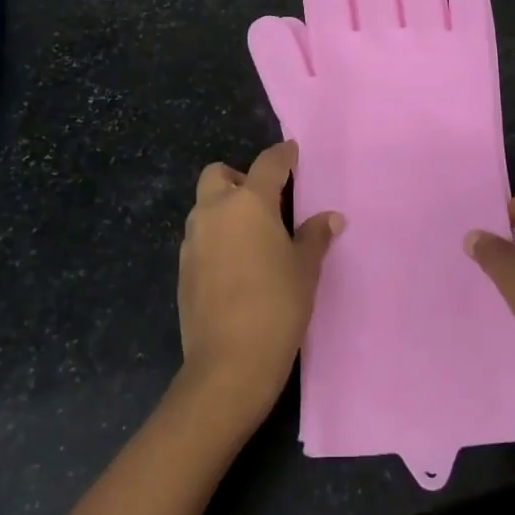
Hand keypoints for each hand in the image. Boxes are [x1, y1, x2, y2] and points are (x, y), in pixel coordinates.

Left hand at [177, 140, 342, 427]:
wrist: (229, 363)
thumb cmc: (277, 306)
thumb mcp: (305, 269)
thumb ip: (315, 237)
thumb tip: (331, 218)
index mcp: (249, 203)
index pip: (268, 164)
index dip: (283, 155)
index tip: (292, 152)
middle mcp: (215, 212)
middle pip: (220, 175)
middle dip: (240, 178)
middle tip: (266, 201)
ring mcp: (194, 240)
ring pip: (205, 206)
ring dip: (225, 208)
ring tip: (253, 235)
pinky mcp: (183, 267)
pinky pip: (200, 236)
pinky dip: (216, 236)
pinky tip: (236, 263)